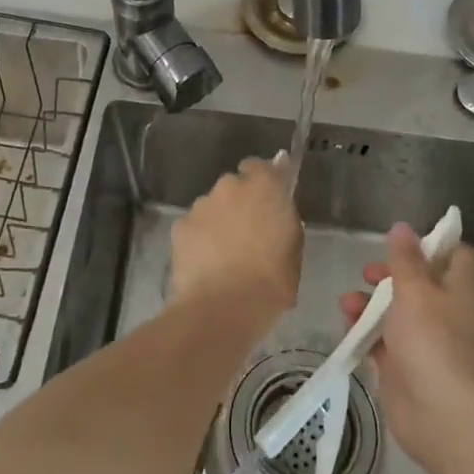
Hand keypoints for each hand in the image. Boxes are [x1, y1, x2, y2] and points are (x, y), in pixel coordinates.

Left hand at [170, 156, 300, 320]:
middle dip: (239, 202)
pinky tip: (204, 263)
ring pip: (211, 206)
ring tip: (223, 253)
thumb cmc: (271, 281)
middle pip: (233, 186)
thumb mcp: (293, 249)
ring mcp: (201, 205)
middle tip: (246, 232)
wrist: (223, 307)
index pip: (260, 166)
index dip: (262, 180)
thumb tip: (277, 207)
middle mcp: (230, 186)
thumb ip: (284, 219)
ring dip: (217, 220)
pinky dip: (198, 238)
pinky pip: (193, 226)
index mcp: (264, 188)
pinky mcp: (179, 225)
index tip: (265, 198)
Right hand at [340, 223, 473, 473]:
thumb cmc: (432, 342)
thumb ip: (405, 259)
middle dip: (390, 275)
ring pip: (395, 312)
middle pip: (419, 284)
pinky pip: (381, 341)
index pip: (454, 257)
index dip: (431, 245)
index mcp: (458, 290)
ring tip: (347, 303)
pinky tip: (346, 327)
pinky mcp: (403, 367)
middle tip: (369, 273)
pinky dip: (364, 333)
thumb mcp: (415, 290)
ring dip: (370, 303)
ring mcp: (424, 342)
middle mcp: (444, 313)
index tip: (403, 242)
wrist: (440, 415)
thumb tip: (403, 227)